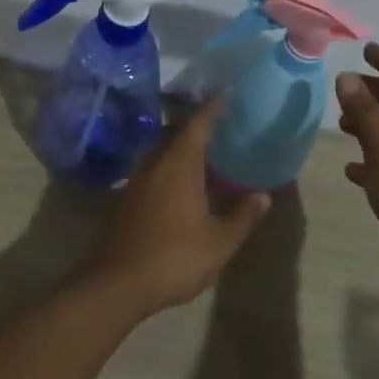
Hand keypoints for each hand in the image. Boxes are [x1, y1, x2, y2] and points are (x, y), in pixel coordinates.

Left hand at [81, 98, 271, 315]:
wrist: (116, 285)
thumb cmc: (173, 259)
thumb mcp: (219, 242)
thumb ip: (242, 216)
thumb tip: (262, 196)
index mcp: (178, 166)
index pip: (197, 125)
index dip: (212, 108)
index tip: (226, 94)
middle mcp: (154, 165)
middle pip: (175, 132)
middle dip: (196, 124)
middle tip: (221, 123)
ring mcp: (137, 182)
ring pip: (161, 151)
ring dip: (181, 146)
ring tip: (206, 152)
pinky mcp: (126, 199)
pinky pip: (153, 169)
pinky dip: (170, 166)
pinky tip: (184, 183)